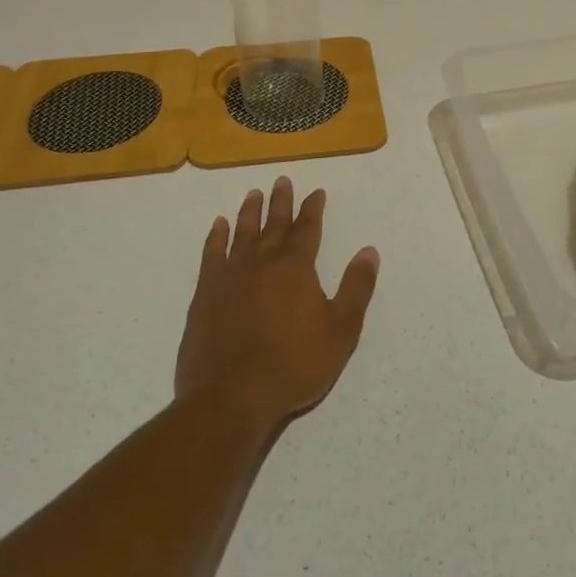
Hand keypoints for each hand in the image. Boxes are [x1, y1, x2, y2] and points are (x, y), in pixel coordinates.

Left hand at [176, 177, 379, 428]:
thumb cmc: (293, 365)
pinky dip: (216, 237)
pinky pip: (212, 255)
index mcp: (296, 268)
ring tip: (253, 194)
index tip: (316, 192)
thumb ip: (356, 288)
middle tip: (282, 180)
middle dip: (281, 201)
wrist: (231, 396)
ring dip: (250, 212)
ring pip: (242, 233)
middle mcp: (263, 262)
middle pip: (274, 224)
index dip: (313, 209)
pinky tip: (219, 226)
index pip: (307, 229)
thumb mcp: (340, 330)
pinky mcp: (206, 294)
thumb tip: (369, 251)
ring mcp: (231, 276)